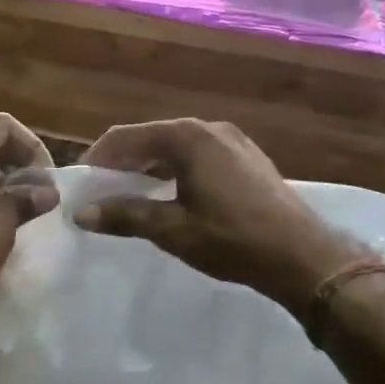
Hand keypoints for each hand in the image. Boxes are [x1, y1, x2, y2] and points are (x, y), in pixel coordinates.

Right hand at [76, 119, 370, 317]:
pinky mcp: (248, 158)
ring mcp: (233, 141)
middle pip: (152, 137)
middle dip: (124, 162)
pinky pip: (199, 155)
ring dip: (151, 166)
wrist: (303, 255)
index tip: (81, 182)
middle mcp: (209, 128)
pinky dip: (177, 170)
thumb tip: (82, 214)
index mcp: (187, 137)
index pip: (126, 137)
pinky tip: (173, 195)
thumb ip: (126, 216)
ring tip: (132, 194)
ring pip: (177, 147)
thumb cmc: (232, 238)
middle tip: (102, 190)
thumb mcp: (172, 229)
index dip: (99, 158)